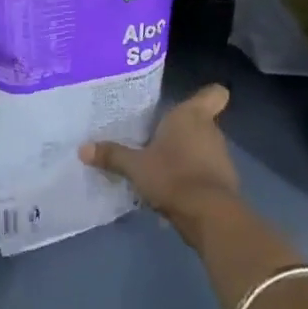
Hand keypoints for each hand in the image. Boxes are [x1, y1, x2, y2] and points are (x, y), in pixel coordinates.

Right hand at [80, 84, 238, 243]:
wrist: (210, 216)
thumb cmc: (172, 175)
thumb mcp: (135, 166)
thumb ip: (112, 155)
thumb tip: (82, 148)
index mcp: (191, 116)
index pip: (213, 93)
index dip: (204, 96)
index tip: (186, 104)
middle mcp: (210, 131)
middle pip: (199, 123)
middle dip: (180, 131)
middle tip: (154, 139)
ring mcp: (221, 158)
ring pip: (202, 149)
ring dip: (185, 157)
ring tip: (158, 168)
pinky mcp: (225, 184)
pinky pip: (205, 174)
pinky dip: (192, 180)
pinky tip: (171, 192)